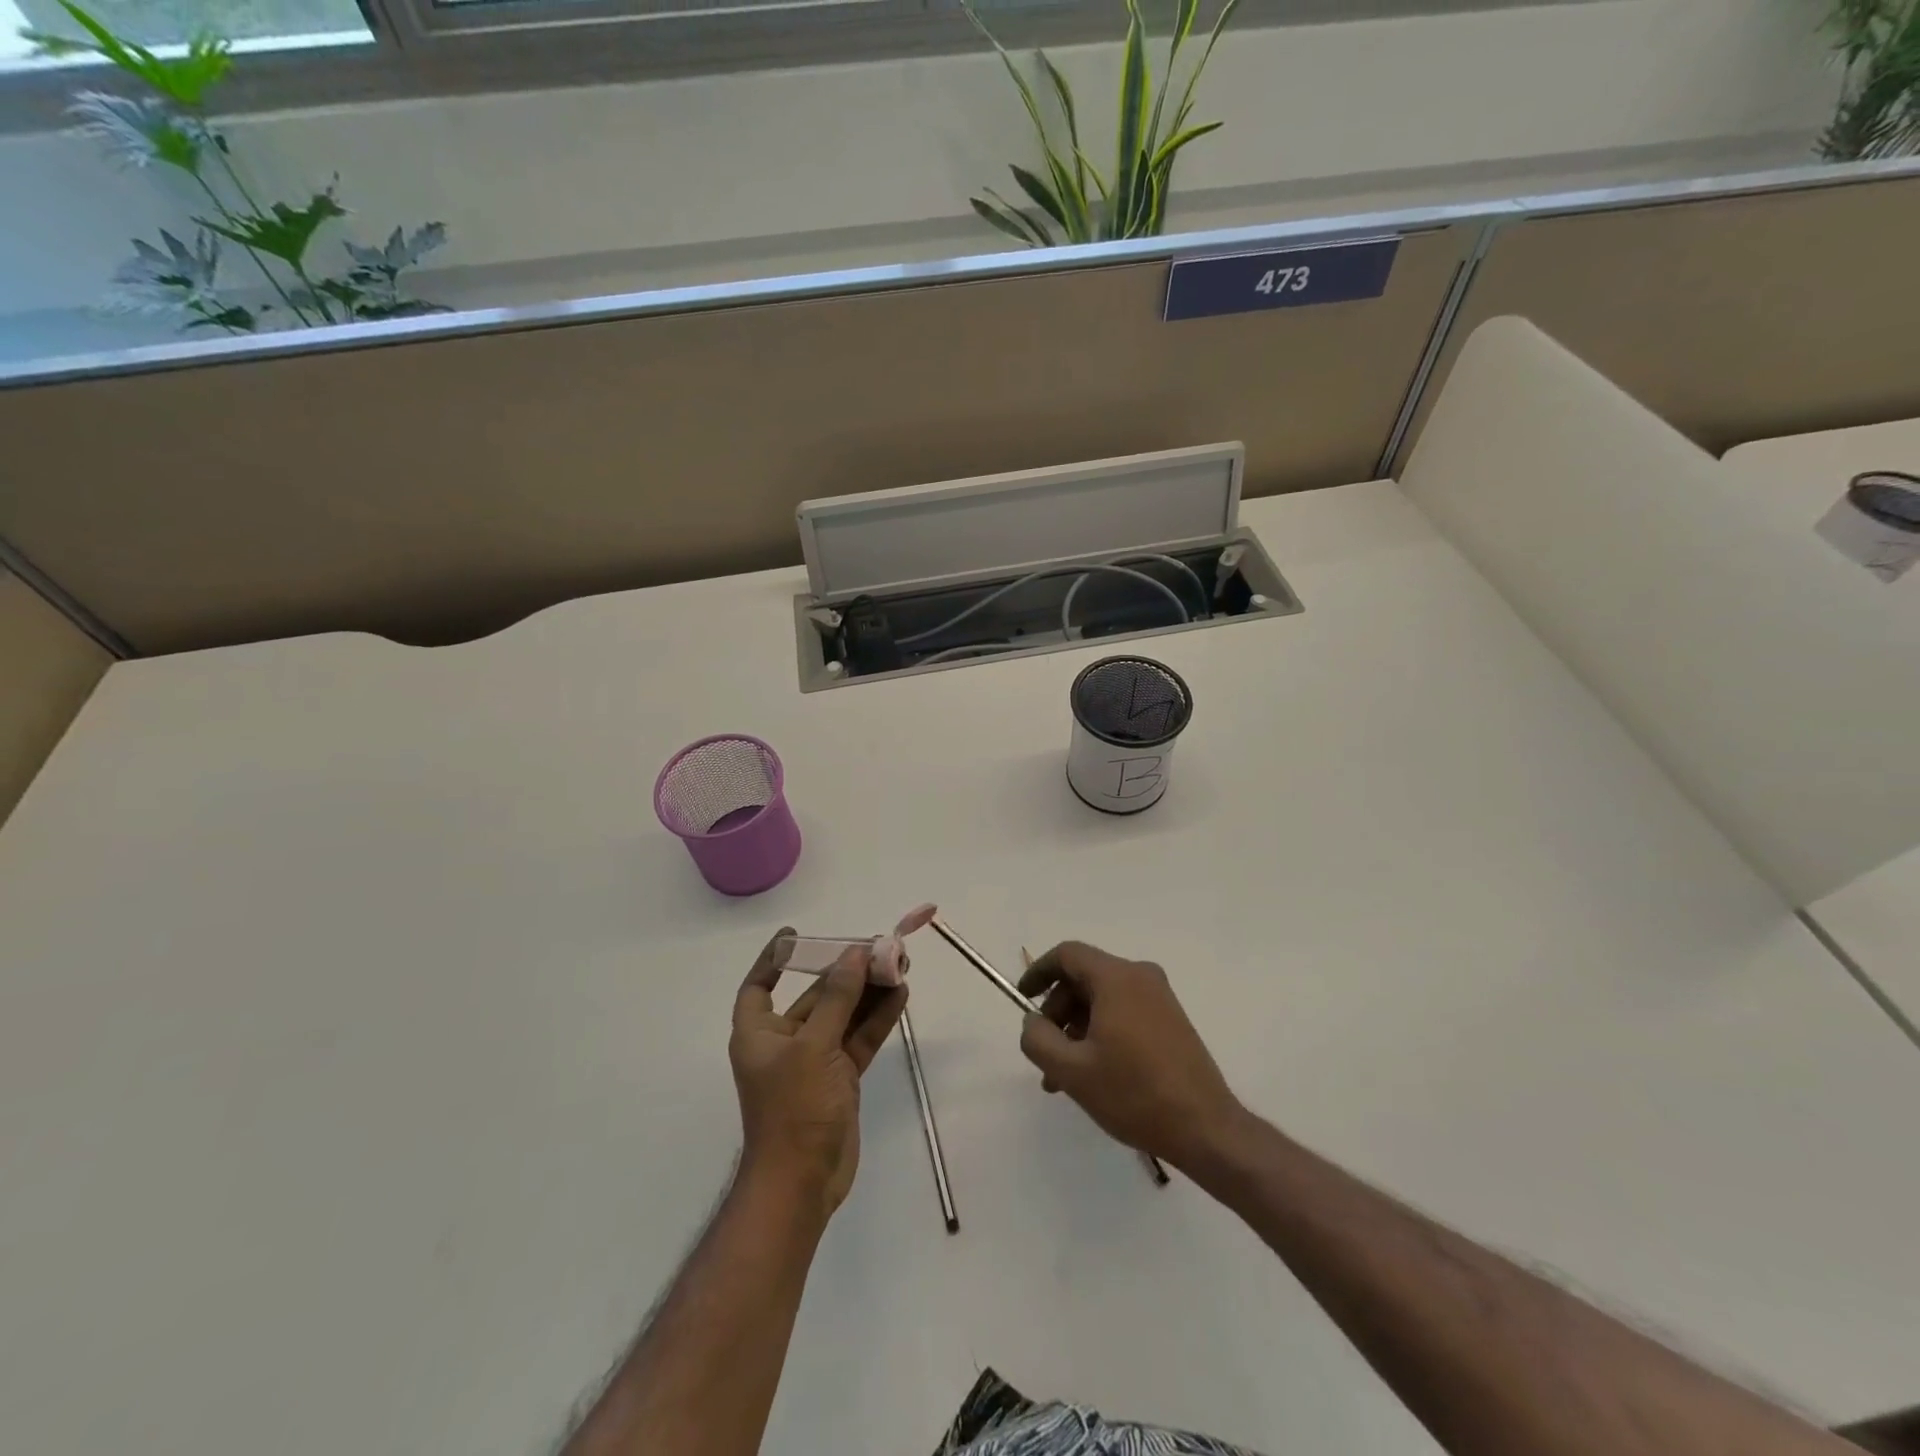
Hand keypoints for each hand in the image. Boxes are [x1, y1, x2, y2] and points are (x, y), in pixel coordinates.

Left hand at [730, 929, 907, 1218]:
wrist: (803, 1184)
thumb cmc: (794, 1109)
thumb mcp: (814, 1046)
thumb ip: (837, 998)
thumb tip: (854, 954)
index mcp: (759, 1033)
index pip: (759, 986)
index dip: (773, 959)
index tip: (795, 934)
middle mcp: (785, 1042)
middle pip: (816, 995)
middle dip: (846, 971)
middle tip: (878, 947)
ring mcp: (815, 1060)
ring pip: (844, 1014)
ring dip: (868, 992)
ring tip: (898, 965)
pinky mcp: (840, 1078)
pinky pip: (859, 1038)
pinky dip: (877, 1018)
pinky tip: (900, 995)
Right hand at [1018, 941, 1245, 1169]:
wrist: (1206, 1129)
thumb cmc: (1134, 1093)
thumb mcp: (1072, 1070)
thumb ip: (1038, 1039)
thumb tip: (1033, 1022)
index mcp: (1117, 978)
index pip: (1067, 954)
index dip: (1038, 972)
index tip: (1022, 999)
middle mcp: (1140, 977)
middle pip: (1084, 979)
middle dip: (1057, 1013)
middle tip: (1045, 1053)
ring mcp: (1160, 999)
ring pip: (1102, 1000)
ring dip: (1077, 1030)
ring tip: (1062, 1078)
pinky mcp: (1171, 1021)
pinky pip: (1123, 1013)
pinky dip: (1100, 1033)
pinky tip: (1092, 1075)